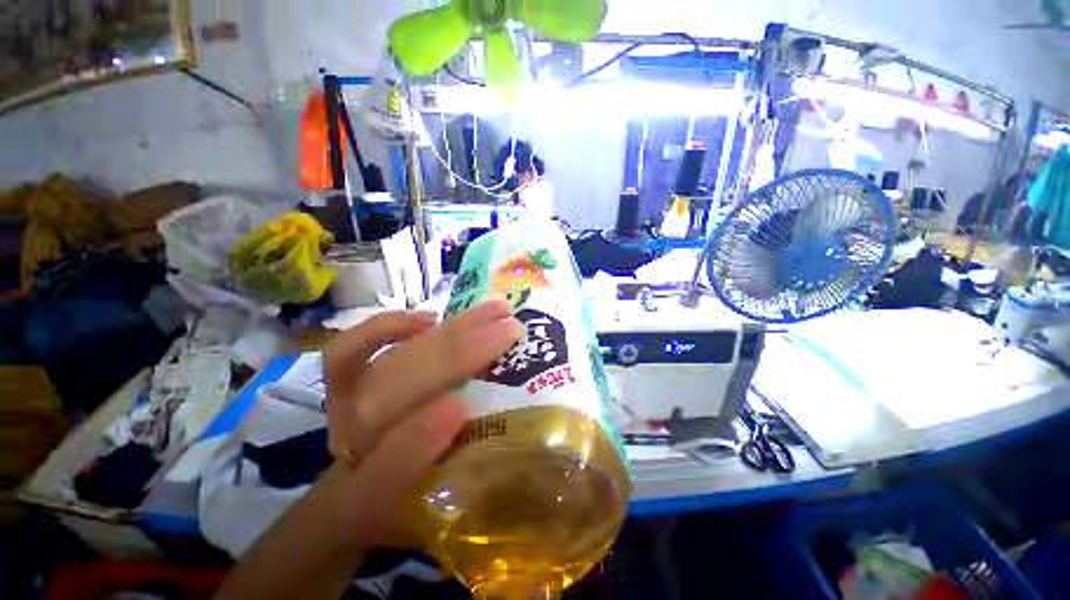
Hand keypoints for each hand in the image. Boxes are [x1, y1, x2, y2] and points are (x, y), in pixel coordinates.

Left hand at [321, 300, 523, 548]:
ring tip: (494, 310)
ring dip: (448, 331)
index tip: (466, 404)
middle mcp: (354, 446)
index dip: (423, 436)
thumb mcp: (434, 512)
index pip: (390, 467)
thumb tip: (469, 413)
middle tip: (511, 329)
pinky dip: (387, 327)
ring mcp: (345, 409)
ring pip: (393, 361)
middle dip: (459, 355)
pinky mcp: (344, 386)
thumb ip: (456, 478)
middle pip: (397, 393)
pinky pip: (348, 351)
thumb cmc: (405, 502)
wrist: (356, 496)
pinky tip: (430, 317)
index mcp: (373, 493)